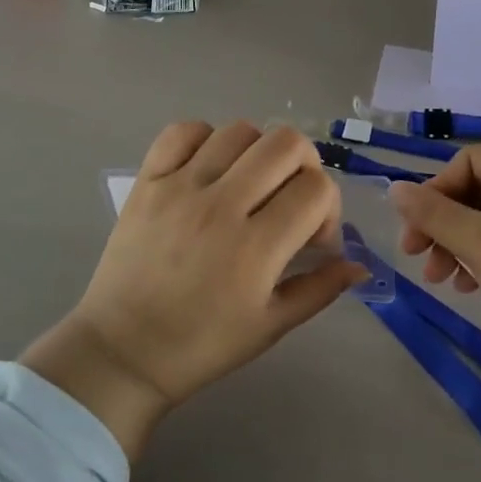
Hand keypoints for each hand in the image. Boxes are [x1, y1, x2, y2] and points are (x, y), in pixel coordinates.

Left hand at [22, 122, 365, 459]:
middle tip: (291, 196)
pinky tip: (209, 168)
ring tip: (249, 183)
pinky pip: (183, 131)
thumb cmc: (201, 345)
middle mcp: (221, 206)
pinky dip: (205, 139)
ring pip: (239, 131)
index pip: (316, 189)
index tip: (313, 235)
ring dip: (258, 152)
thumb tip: (359, 264)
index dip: (328, 206)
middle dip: (305, 164)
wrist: (122, 350)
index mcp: (256, 249)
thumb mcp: (270, 327)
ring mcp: (180, 187)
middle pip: (285, 144)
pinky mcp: (148, 180)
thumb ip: (320, 289)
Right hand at [388, 145, 480, 361]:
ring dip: (457, 244)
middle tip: (417, 257)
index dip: (435, 191)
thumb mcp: (479, 243)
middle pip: (476, 190)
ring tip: (441, 281)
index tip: (416, 229)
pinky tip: (468, 286)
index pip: (468, 162)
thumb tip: (394, 188)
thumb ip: (433, 213)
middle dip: (442, 224)